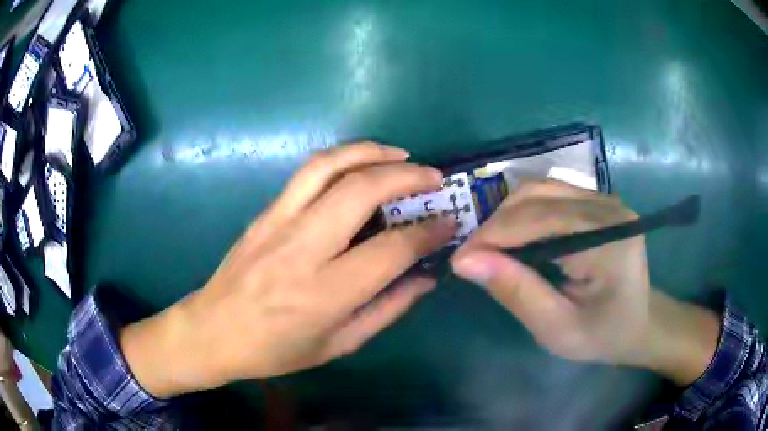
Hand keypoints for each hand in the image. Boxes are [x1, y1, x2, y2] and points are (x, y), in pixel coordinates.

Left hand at [121, 142, 456, 397]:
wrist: (212, 331)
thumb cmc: (275, 350)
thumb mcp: (338, 345)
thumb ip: (387, 310)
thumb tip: (426, 279)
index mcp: (324, 293)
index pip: (391, 249)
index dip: (428, 231)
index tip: (450, 222)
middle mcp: (301, 248)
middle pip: (361, 191)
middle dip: (406, 176)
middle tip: (433, 178)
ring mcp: (277, 223)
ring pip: (329, 166)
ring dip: (371, 152)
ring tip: (400, 156)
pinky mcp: (264, 212)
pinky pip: (306, 172)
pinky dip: (341, 158)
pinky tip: (359, 165)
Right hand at [451, 181, 719, 384]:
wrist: (640, 323)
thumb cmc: (603, 335)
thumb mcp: (557, 328)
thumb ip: (516, 292)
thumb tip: (465, 261)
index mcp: (608, 239)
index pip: (540, 220)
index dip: (493, 236)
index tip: (459, 262)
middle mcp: (608, 207)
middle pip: (537, 195)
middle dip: (496, 224)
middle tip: (473, 258)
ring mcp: (605, 198)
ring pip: (539, 189)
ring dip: (507, 216)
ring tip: (490, 249)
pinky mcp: (598, 201)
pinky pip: (550, 195)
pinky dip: (523, 214)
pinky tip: (515, 238)